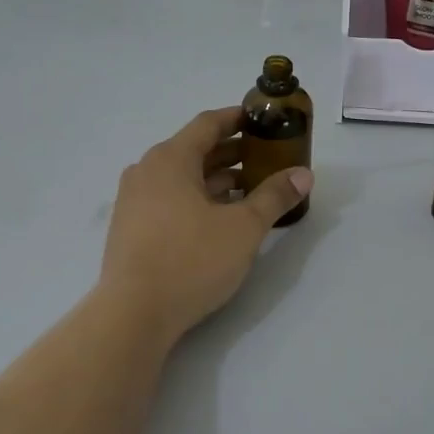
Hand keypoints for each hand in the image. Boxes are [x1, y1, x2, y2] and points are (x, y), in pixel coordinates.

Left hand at [100, 108, 312, 343]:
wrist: (134, 314)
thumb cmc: (191, 260)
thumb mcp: (243, 228)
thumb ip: (274, 197)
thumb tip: (303, 174)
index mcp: (170, 159)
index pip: (207, 124)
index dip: (237, 119)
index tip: (262, 121)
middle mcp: (146, 171)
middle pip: (194, 150)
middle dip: (231, 153)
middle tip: (265, 159)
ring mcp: (134, 200)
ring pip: (181, 178)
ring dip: (215, 179)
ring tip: (250, 190)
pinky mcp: (131, 227)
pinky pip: (169, 199)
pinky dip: (196, 199)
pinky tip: (219, 218)